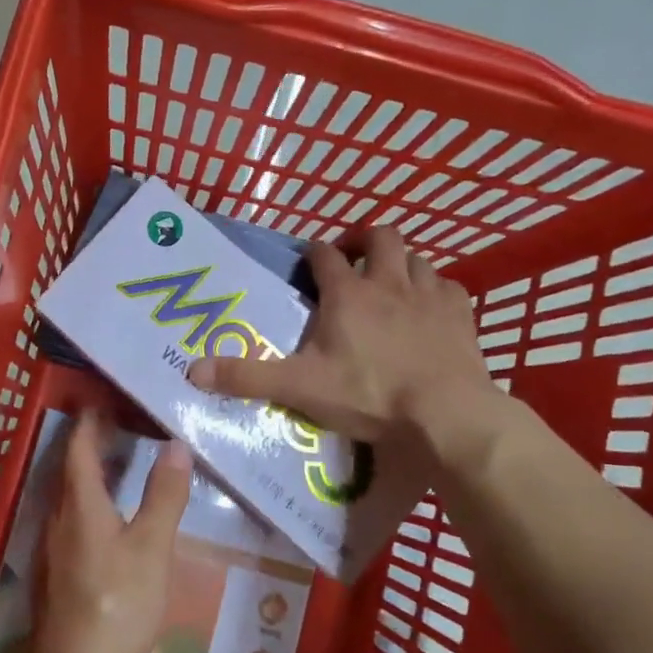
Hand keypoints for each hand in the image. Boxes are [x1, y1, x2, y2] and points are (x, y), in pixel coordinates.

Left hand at [27, 413, 192, 652]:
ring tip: (120, 465)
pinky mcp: (56, 576)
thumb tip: (175, 444)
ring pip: (70, 498)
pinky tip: (110, 520)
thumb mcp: (152, 548)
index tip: (105, 399)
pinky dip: (90, 504)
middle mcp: (58, 519)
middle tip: (122, 425)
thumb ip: (164, 496)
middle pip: (71, 470)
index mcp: (79, 504)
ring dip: (91, 475)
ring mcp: (53, 550)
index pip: (79, 448)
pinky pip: (72, 522)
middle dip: (92, 444)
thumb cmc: (117, 604)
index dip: (90, 421)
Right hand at [187, 227, 511, 473]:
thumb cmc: (368, 395)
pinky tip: (430, 308)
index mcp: (347, 294)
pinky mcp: (461, 315)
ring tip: (391, 283)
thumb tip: (192, 371)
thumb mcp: (298, 388)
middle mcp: (388, 282)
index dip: (313, 254)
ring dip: (402, 264)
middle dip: (365, 241)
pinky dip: (436, 291)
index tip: (308, 263)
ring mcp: (429, 295)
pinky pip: (449, 287)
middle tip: (354, 259)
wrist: (445, 414)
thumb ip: (246, 377)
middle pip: (381, 237)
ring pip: (417, 258)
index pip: (324, 254)